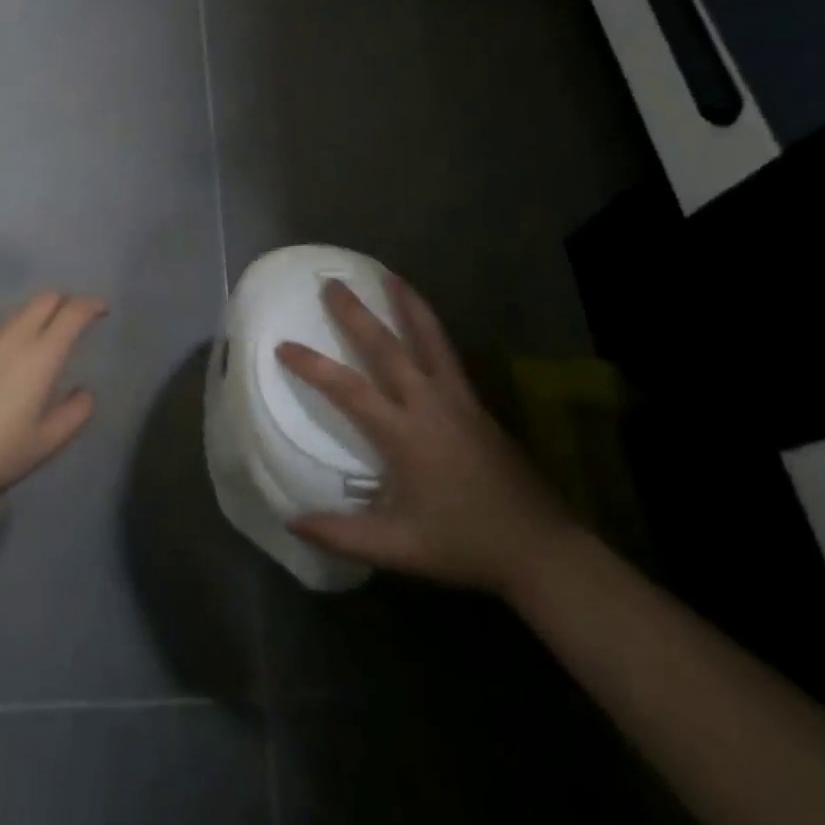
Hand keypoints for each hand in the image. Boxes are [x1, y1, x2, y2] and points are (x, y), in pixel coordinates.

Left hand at [0, 293, 104, 506]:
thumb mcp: (45, 444)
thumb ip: (75, 414)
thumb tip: (85, 392)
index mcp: (40, 356)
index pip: (73, 313)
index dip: (91, 306)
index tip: (101, 311)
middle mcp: (11, 337)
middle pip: (44, 299)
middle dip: (65, 302)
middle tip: (73, 322)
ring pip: (15, 314)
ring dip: (34, 319)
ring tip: (36, 347)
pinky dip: (5, 338)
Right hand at [278, 276, 573, 595]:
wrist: (541, 548)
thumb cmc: (464, 543)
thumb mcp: (399, 549)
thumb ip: (342, 535)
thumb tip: (291, 520)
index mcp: (404, 434)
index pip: (348, 389)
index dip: (313, 366)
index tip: (283, 346)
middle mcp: (429, 404)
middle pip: (387, 347)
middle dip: (357, 314)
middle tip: (332, 284)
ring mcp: (458, 399)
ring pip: (429, 338)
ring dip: (407, 305)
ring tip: (390, 276)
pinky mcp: (477, 403)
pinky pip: (448, 353)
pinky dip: (431, 327)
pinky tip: (425, 321)